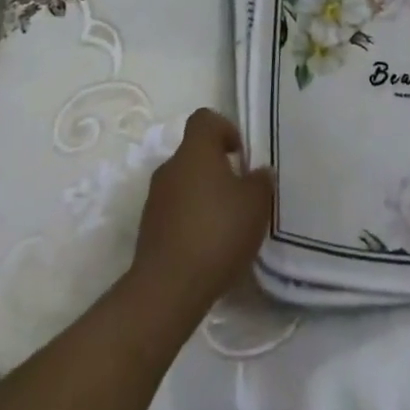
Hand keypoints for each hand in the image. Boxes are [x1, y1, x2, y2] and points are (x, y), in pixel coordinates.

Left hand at [130, 108, 272, 308]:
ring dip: (204, 197)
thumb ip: (261, 181)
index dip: (225, 129)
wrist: (167, 290)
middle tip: (240, 195)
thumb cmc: (217, 232)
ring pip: (184, 184)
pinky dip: (191, 221)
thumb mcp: (256, 204)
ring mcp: (155, 200)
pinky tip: (208, 248)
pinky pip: (175, 213)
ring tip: (226, 226)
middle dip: (218, 169)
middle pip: (195, 154)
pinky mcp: (148, 231)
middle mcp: (170, 167)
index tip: (240, 155)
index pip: (205, 119)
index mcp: (195, 150)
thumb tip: (258, 172)